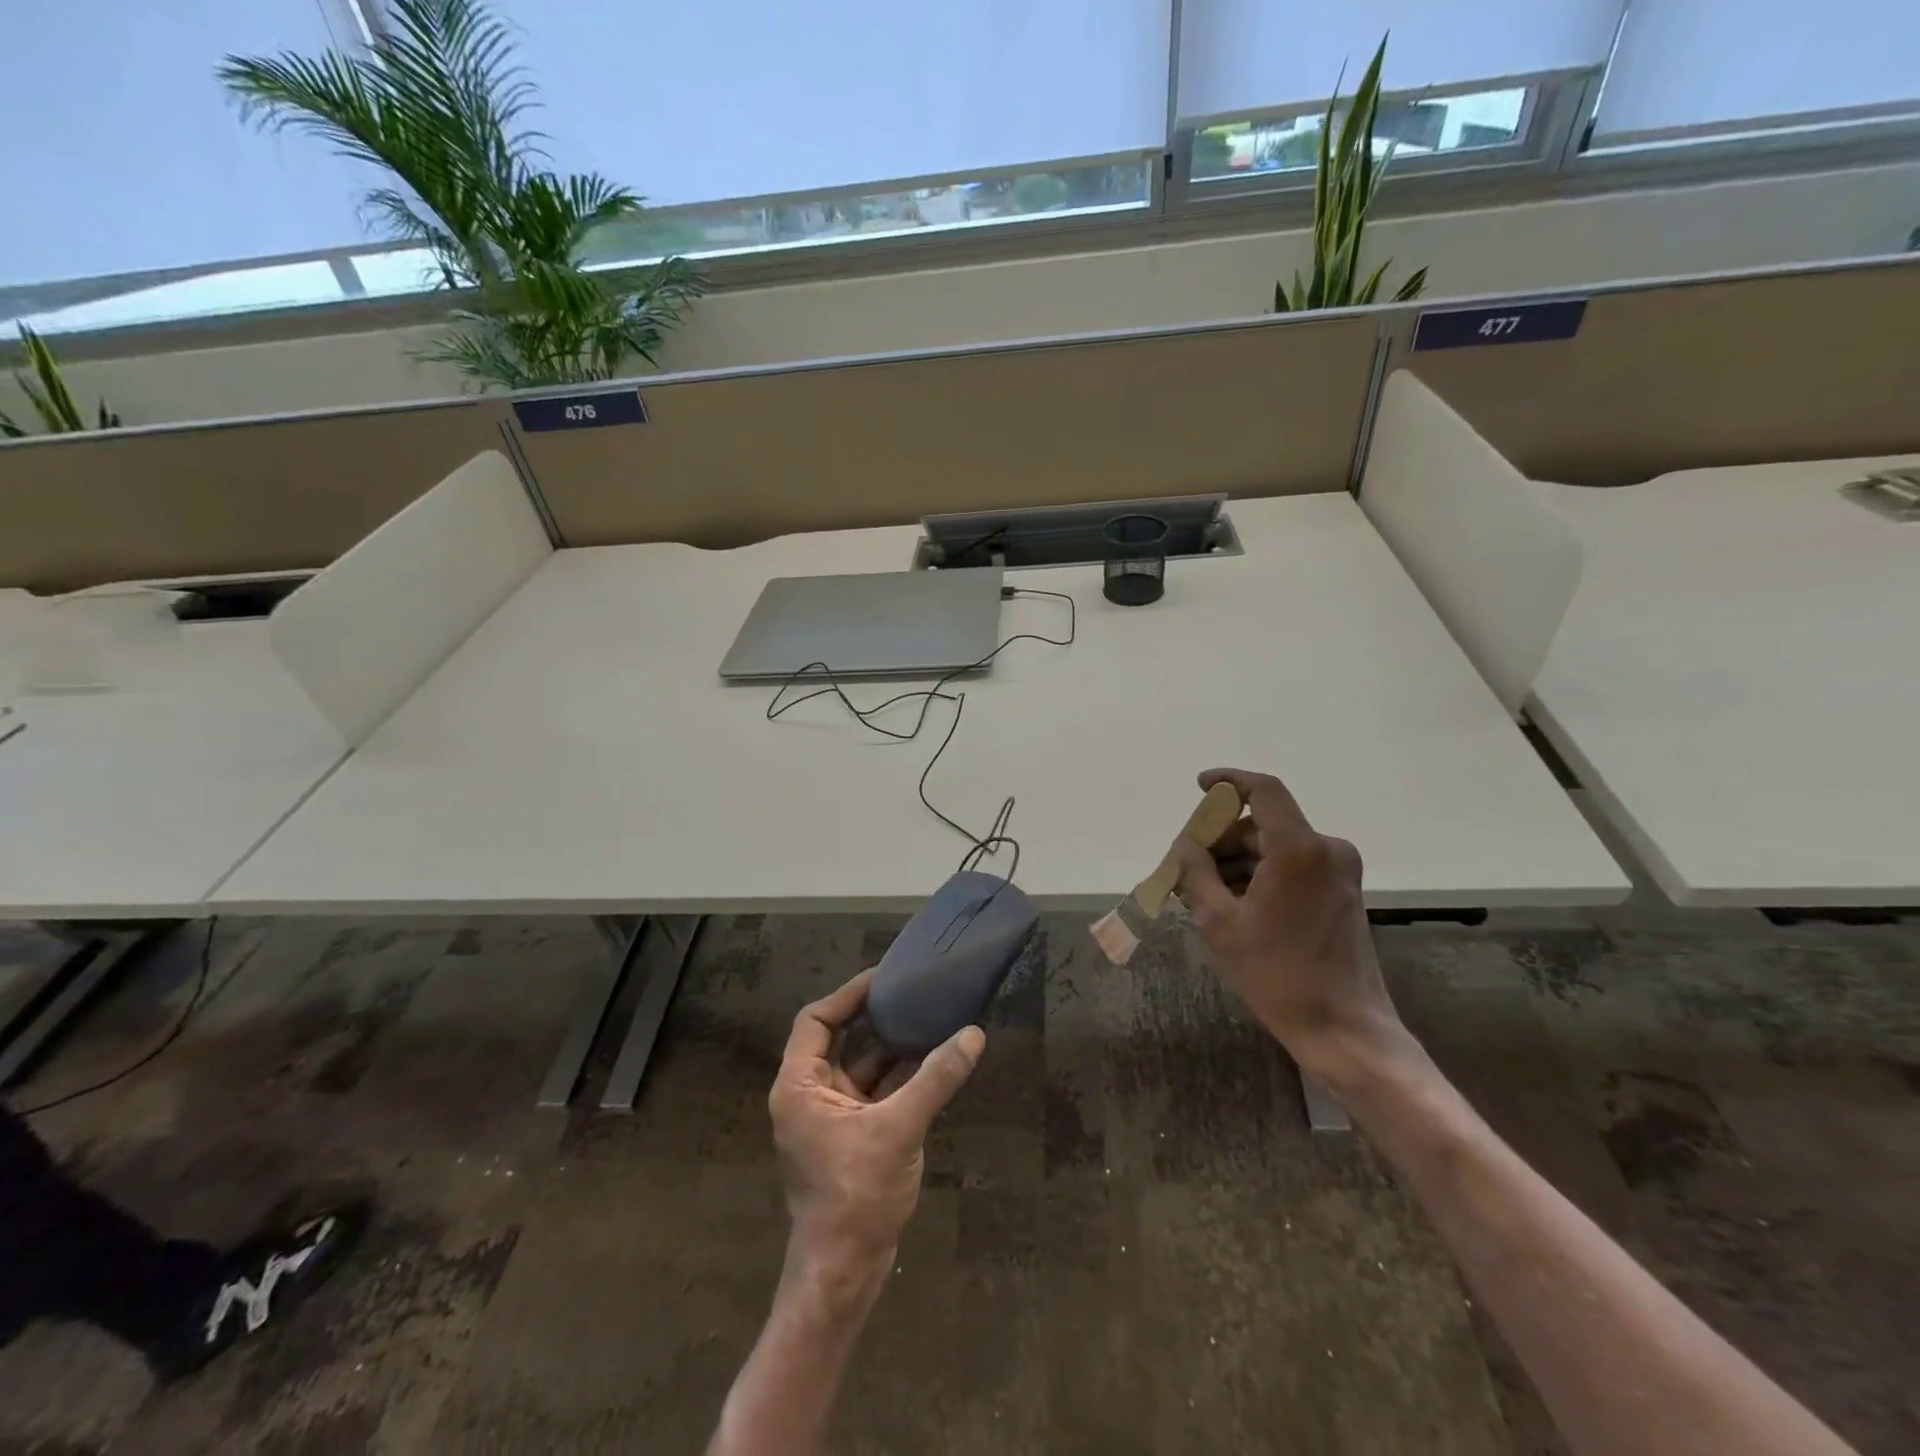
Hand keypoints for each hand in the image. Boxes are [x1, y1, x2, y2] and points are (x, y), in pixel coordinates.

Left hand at [769, 970, 984, 1287]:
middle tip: (910, 990)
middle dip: (874, 1016)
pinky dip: (899, 1075)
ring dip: (892, 1045)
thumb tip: (974, 1034)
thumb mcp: (899, 1129)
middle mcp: (809, 1094)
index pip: (817, 1020)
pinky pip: (874, 1090)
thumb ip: (936, 1078)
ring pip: (861, 1065)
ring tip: (927, 1016)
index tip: (884, 976)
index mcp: (800, 1085)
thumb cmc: (856, 1194)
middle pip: (839, 1038)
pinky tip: (932, 1059)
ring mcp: (831, 1116)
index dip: (848, 994)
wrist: (844, 1271)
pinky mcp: (851, 1135)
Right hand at [1174, 768, 1413, 1089]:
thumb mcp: (1220, 923)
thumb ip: (1197, 874)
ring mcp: (1340, 872)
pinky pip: (1294, 866)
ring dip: (1239, 861)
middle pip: (1264, 824)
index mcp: (1299, 849)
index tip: (1199, 786)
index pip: (1263, 790)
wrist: (1345, 1030)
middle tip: (1188, 866)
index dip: (1229, 781)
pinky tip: (1234, 903)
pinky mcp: (1343, 893)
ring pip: (1277, 847)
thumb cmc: (1277, 975)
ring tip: (1204, 893)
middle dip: (1222, 839)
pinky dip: (1262, 875)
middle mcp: (1327, 850)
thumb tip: (1186, 847)